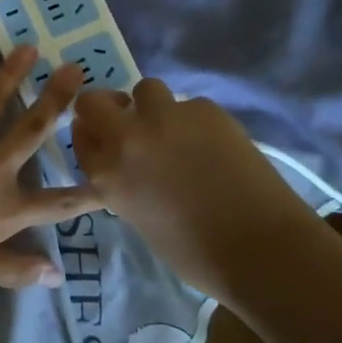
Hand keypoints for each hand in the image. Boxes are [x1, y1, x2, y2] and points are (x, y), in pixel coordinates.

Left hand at [0, 46, 95, 301]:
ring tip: (30, 47)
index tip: (108, 176)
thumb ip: (17, 269)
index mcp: (9, 209)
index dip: (86, 192)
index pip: (58, 202)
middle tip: (75, 71)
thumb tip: (56, 276)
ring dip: (14, 71)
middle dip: (58, 98)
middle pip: (35, 128)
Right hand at [69, 79, 321, 293]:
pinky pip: (189, 105)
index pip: (79, 135)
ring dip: (154, 106)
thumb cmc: (196, 253)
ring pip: (146, 89)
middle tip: (130, 121)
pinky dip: (196, 121)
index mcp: (106, 174)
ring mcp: (165, 118)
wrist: (261, 248)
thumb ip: (122, 182)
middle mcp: (127, 139)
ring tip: (177, 130)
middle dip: (109, 107)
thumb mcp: (138, 218)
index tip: (104, 138)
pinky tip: (215, 145)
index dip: (92, 133)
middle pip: (94, 100)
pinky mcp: (204, 109)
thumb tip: (129, 164)